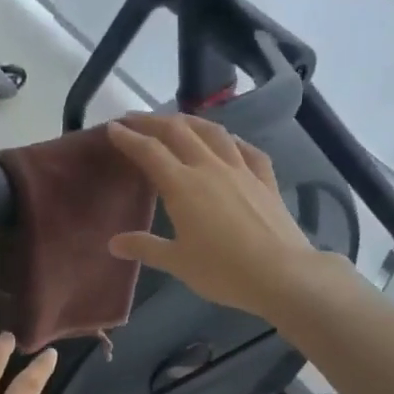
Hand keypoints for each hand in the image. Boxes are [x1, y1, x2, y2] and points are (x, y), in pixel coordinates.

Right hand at [105, 113, 322, 317]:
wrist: (281, 274)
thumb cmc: (222, 271)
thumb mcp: (177, 263)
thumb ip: (145, 247)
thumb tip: (113, 243)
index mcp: (182, 185)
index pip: (149, 151)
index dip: (128, 137)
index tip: (112, 128)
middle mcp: (210, 167)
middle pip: (179, 131)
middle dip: (153, 122)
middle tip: (135, 120)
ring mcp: (241, 170)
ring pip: (213, 132)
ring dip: (191, 122)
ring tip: (178, 122)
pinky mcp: (266, 180)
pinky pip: (246, 150)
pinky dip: (232, 141)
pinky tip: (229, 143)